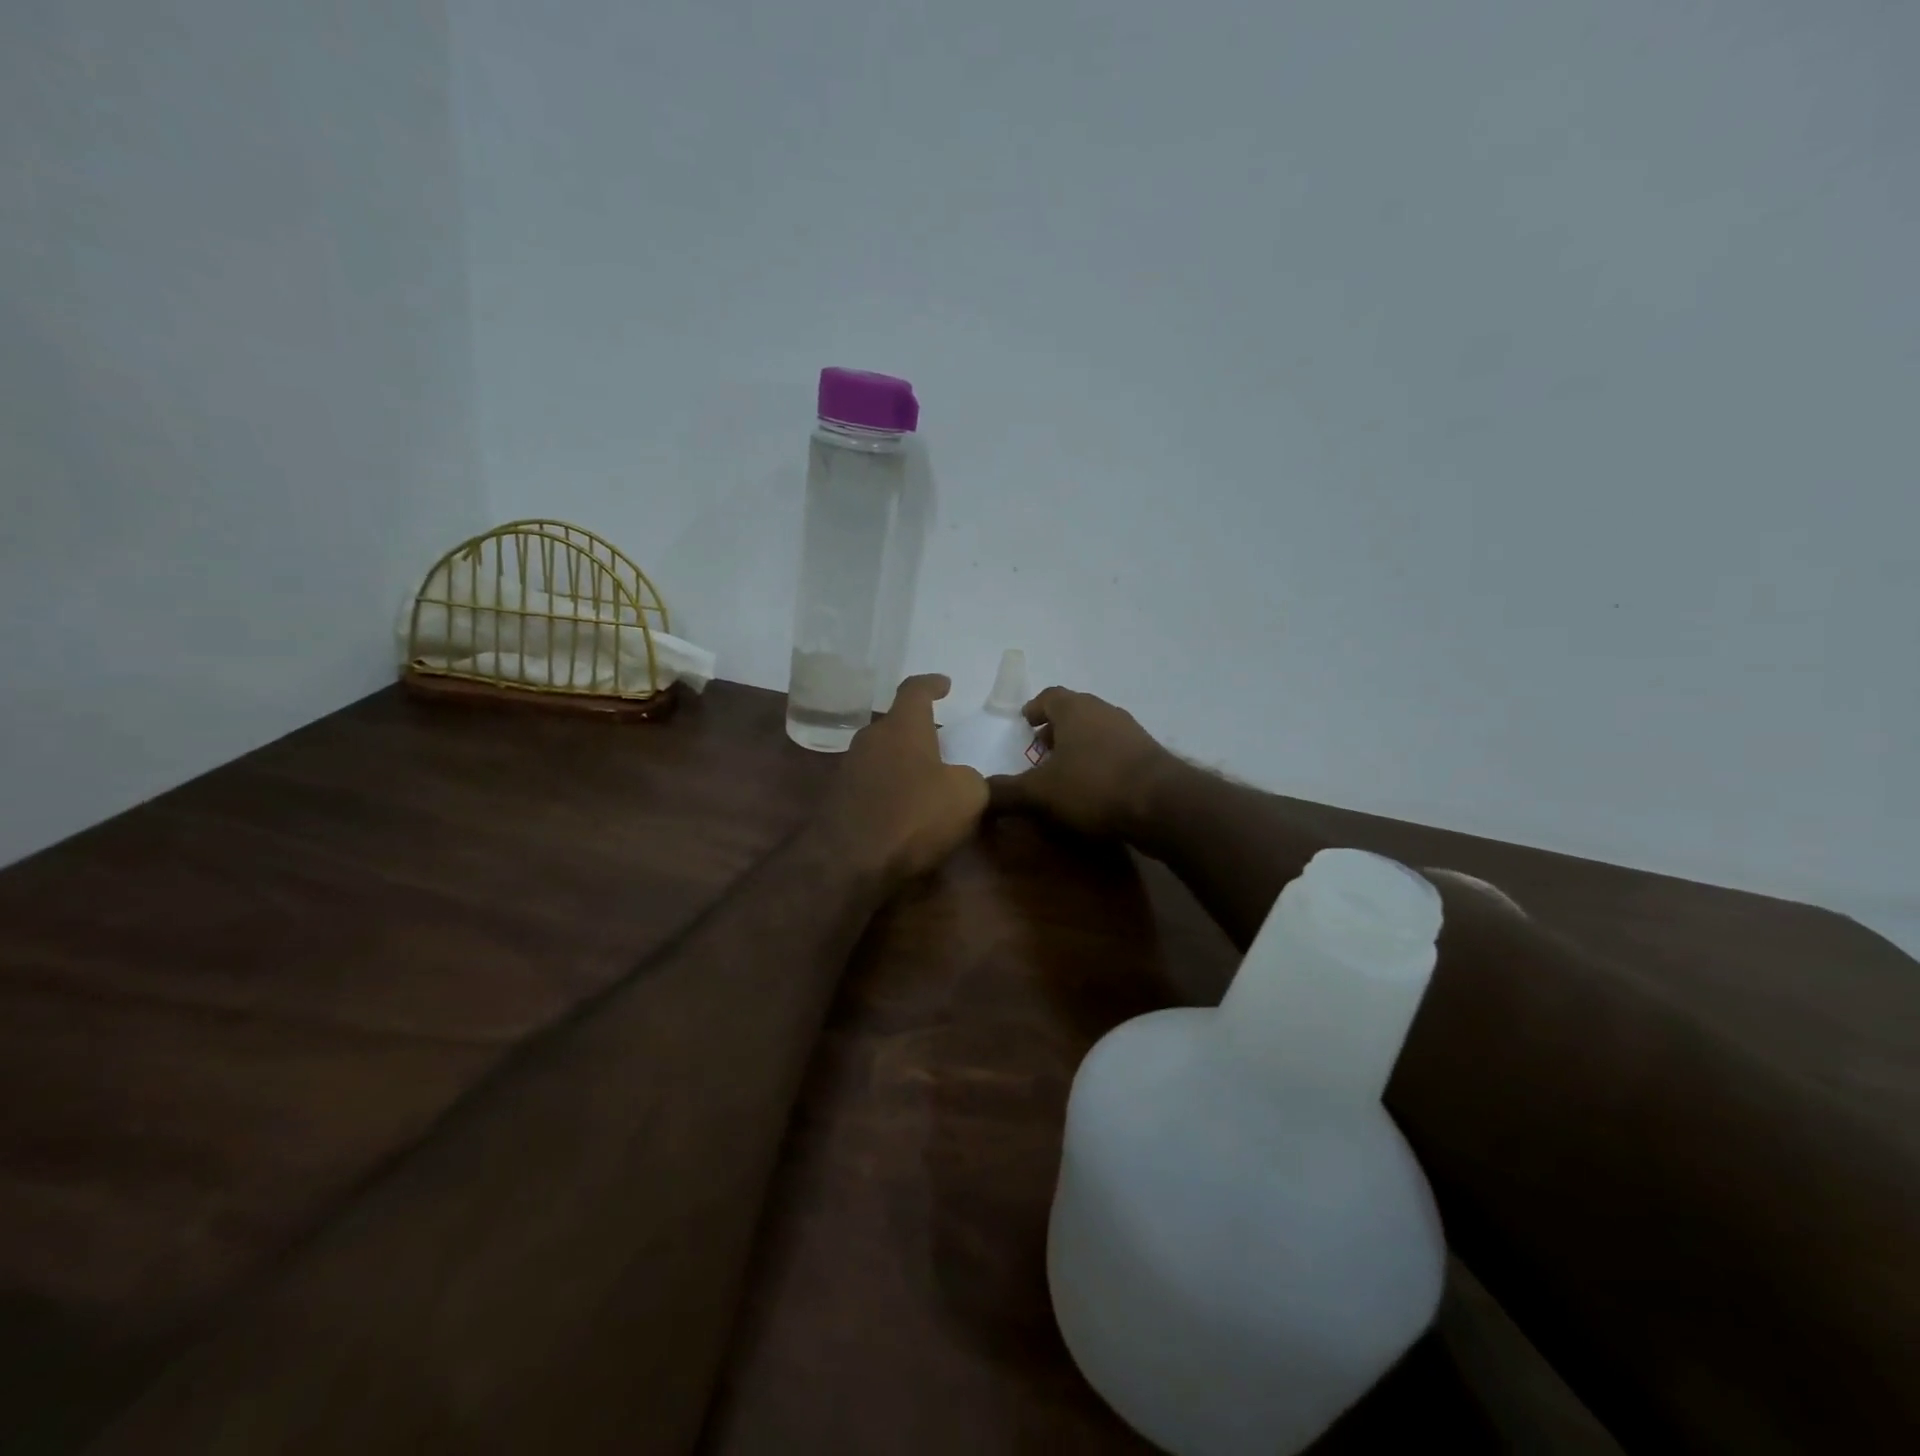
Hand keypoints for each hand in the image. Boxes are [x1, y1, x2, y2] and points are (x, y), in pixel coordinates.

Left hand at [814, 675, 988, 881]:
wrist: (850, 863)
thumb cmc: (914, 816)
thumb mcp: (967, 795)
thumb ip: (972, 779)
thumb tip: (961, 780)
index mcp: (903, 727)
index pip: (915, 690)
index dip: (931, 684)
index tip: (944, 684)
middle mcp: (871, 740)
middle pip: (898, 726)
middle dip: (920, 733)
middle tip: (944, 747)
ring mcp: (850, 770)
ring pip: (884, 756)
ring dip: (905, 764)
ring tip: (929, 784)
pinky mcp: (839, 801)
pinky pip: (873, 784)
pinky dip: (892, 791)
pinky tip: (907, 813)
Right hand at [986, 687, 1174, 837]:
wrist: (1163, 805)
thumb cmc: (1093, 786)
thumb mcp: (1040, 793)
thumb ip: (1006, 792)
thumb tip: (977, 796)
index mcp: (1075, 709)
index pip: (1049, 696)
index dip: (1034, 708)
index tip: (1024, 722)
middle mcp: (1103, 711)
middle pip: (1074, 711)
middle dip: (1055, 728)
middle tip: (1039, 751)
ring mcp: (1131, 731)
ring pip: (1096, 731)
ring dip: (1079, 745)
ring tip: (1065, 772)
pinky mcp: (1149, 755)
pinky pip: (1115, 750)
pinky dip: (1100, 761)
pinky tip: (1094, 787)